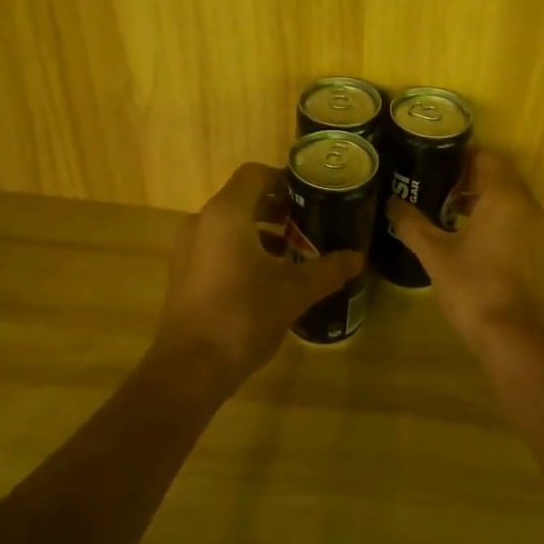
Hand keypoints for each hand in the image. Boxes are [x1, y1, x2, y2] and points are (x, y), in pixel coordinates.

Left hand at [152, 162, 363, 390]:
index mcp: (227, 214)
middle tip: (311, 223)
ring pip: (231, 225)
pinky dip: (245, 250)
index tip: (312, 194)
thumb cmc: (242, 316)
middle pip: (244, 198)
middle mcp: (203, 222)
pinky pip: (218, 246)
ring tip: (296, 252)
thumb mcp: (294, 292)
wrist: (189, 369)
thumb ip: (327, 270)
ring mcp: (189, 249)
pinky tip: (270, 277)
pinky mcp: (186, 273)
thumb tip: (358, 258)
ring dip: (263, 231)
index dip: (284, 179)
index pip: (255, 174)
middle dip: (278, 208)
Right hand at [389, 148, 543, 343]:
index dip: (464, 155)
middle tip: (436, 183)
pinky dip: (495, 218)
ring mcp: (537, 230)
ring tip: (446, 208)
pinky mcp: (537, 251)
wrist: (511, 335)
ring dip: (482, 198)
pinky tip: (466, 235)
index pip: (490, 157)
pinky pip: (516, 219)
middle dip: (470, 177)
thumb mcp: (435, 254)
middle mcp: (528, 206)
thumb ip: (412, 224)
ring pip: (510, 199)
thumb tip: (392, 204)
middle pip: (501, 176)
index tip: (437, 161)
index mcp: (505, 197)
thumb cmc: (473, 286)